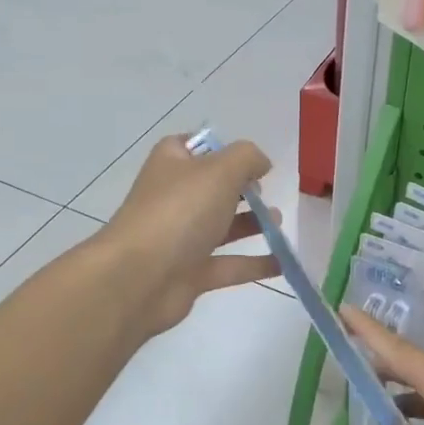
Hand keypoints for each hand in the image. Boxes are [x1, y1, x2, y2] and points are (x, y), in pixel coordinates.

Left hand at [99, 134, 279, 334]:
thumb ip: (247, 158)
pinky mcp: (191, 273)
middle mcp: (174, 198)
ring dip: (252, 223)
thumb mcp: (220, 170)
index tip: (253, 159)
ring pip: (222, 226)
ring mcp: (181, 238)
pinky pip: (229, 265)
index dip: (223, 148)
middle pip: (213, 187)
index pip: (195, 147)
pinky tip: (284, 262)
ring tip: (280, 221)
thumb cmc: (179, 212)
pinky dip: (256, 263)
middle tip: (270, 190)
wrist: (139, 278)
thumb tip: (262, 163)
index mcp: (172, 164)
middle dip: (244, 188)